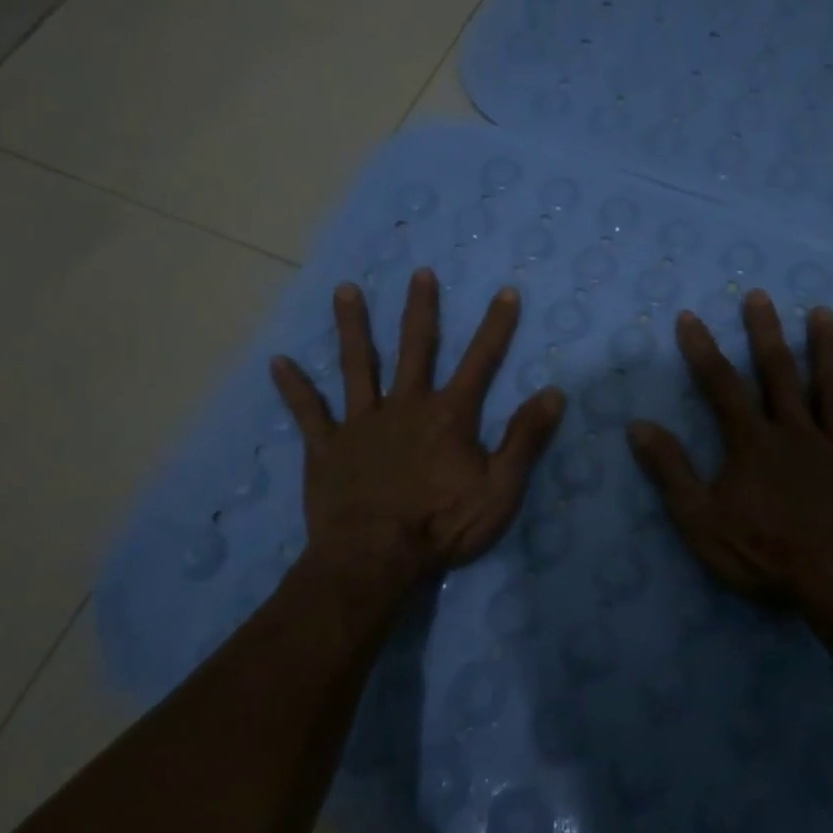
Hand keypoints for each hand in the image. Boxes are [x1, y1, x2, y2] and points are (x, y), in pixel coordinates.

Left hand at [270, 269, 565, 585]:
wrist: (374, 559)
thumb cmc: (441, 526)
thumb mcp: (500, 489)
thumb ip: (525, 439)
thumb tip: (554, 392)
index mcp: (448, 415)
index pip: (480, 361)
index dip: (496, 326)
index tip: (506, 291)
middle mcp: (405, 406)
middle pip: (415, 348)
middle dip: (420, 309)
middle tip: (420, 273)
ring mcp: (361, 423)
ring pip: (357, 365)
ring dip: (353, 327)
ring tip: (344, 290)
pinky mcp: (327, 447)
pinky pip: (308, 412)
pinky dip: (294, 388)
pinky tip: (277, 362)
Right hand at [626, 289, 832, 618]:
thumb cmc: (767, 554)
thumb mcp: (701, 520)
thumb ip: (670, 471)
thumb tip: (638, 425)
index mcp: (753, 443)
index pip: (722, 386)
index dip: (703, 350)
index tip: (690, 317)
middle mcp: (797, 433)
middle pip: (779, 374)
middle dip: (765, 333)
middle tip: (760, 295)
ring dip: (828, 351)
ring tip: (824, 313)